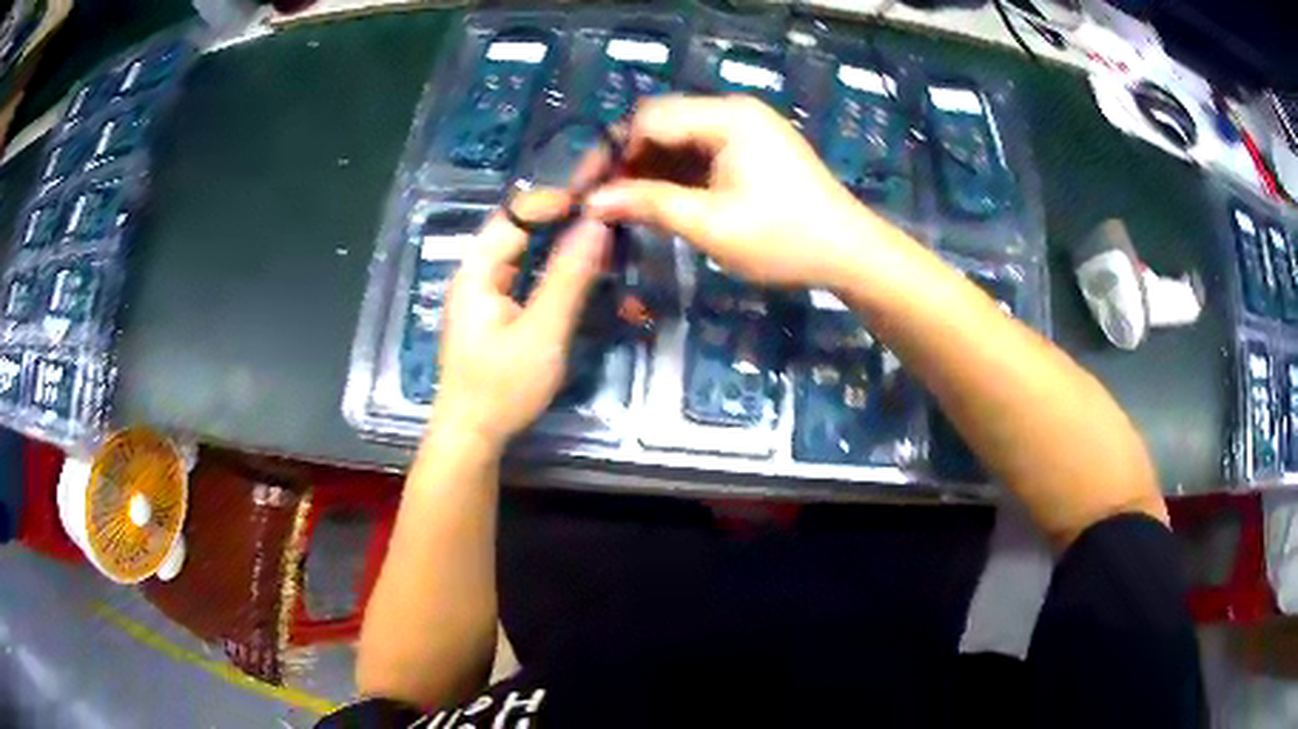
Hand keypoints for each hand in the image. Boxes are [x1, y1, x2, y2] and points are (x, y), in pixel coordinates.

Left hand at [432, 192, 608, 449]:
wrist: (470, 436)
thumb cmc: (501, 388)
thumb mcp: (541, 333)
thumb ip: (568, 277)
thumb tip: (596, 224)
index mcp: (477, 271)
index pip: (515, 214)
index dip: (555, 200)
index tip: (597, 199)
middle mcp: (475, 273)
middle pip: (518, 228)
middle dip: (560, 214)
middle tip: (605, 208)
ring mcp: (482, 293)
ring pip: (522, 250)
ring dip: (557, 237)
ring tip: (599, 228)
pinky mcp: (493, 312)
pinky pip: (523, 273)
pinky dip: (550, 263)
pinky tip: (577, 264)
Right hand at [586, 95, 886, 289]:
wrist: (849, 254)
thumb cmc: (785, 240)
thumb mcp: (712, 225)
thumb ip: (650, 205)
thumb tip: (593, 203)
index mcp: (727, 117)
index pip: (650, 118)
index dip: (614, 153)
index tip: (590, 191)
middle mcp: (733, 111)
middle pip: (662, 124)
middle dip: (628, 161)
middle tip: (603, 202)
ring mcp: (743, 129)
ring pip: (678, 140)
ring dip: (649, 171)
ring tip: (624, 208)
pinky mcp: (749, 150)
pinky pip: (698, 154)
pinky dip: (675, 176)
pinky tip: (657, 203)